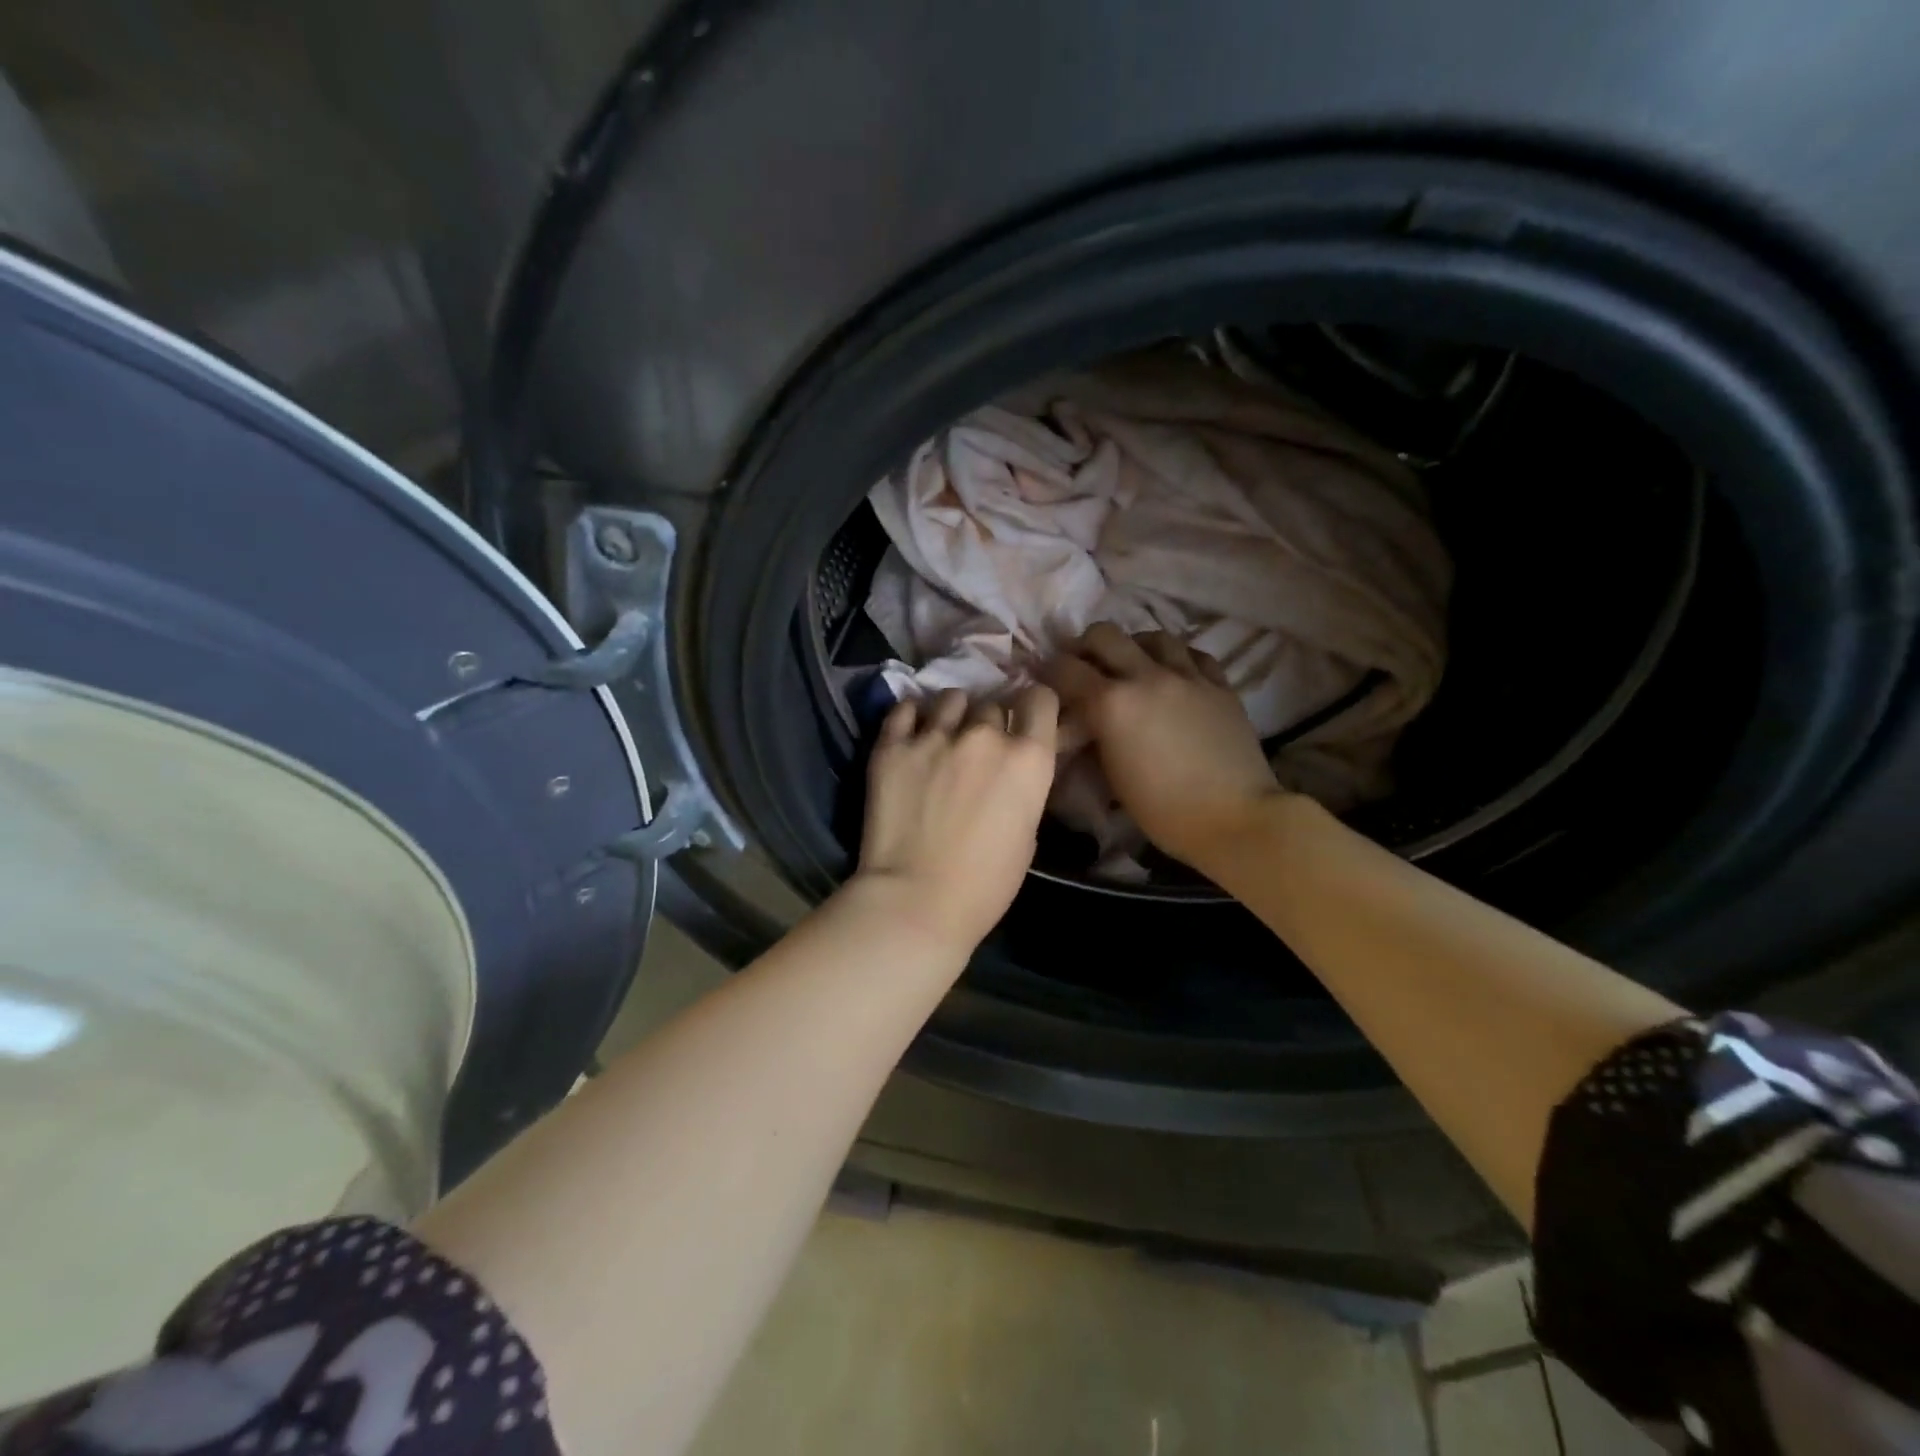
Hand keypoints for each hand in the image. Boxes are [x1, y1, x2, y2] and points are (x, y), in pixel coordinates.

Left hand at [853, 683, 1059, 952]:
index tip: (1024, 718)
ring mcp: (935, 736)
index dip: (1033, 706)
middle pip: (992, 704)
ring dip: (952, 714)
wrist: (916, 901)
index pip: (1041, 699)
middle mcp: (985, 736)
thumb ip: (1023, 791)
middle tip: (977, 748)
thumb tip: (1010, 775)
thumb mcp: (1027, 836)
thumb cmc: (985, 885)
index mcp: (1028, 759)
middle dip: (988, 723)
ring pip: (950, 699)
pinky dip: (911, 716)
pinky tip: (910, 731)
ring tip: (942, 734)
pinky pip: (904, 709)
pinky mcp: (892, 746)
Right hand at [1042, 624, 1285, 869]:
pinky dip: (1176, 658)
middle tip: (1085, 665)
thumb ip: (1094, 737)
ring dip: (1134, 646)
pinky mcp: (1220, 685)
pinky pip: (1193, 654)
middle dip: (1086, 646)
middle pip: (1105, 635)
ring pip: (1153, 636)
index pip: (1066, 670)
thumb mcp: (1112, 777)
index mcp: (1112, 704)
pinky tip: (1173, 673)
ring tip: (1132, 665)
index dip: (1050, 671)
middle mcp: (1146, 677)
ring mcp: (1187, 676)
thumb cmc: (1164, 811)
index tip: (1047, 680)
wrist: (1235, 818)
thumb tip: (1083, 723)